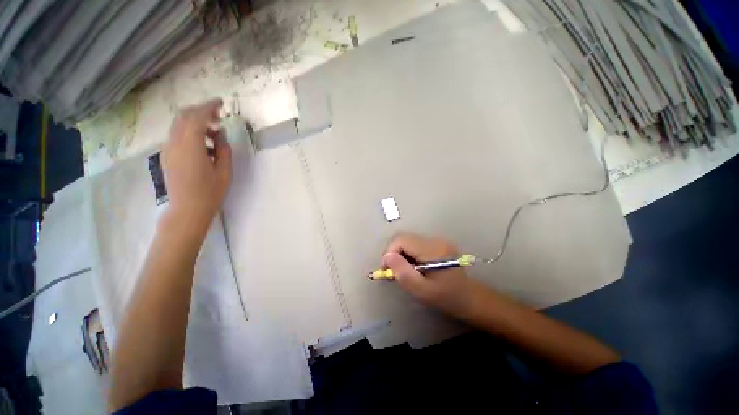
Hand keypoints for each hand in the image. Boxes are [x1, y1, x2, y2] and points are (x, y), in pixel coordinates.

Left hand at [162, 98, 231, 228]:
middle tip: (218, 116)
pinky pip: (177, 135)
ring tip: (213, 132)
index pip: (196, 117)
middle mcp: (174, 143)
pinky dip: (189, 131)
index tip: (220, 103)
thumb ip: (223, 149)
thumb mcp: (224, 171)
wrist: (187, 210)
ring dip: (195, 122)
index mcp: (190, 146)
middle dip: (200, 111)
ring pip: (178, 125)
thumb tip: (219, 135)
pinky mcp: (167, 155)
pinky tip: (202, 143)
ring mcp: (168, 149)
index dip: (208, 107)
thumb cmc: (210, 192)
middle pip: (183, 116)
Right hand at [383, 233, 479, 318]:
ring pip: (407, 241)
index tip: (387, 269)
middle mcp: (435, 240)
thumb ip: (403, 273)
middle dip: (393, 253)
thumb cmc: (446, 297)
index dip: (389, 252)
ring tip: (403, 271)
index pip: (402, 240)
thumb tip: (387, 256)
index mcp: (433, 250)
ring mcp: (436, 240)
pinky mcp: (436, 243)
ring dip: (400, 254)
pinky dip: (408, 254)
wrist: (469, 298)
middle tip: (393, 272)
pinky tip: (412, 267)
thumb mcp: (421, 290)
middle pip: (403, 238)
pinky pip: (414, 244)